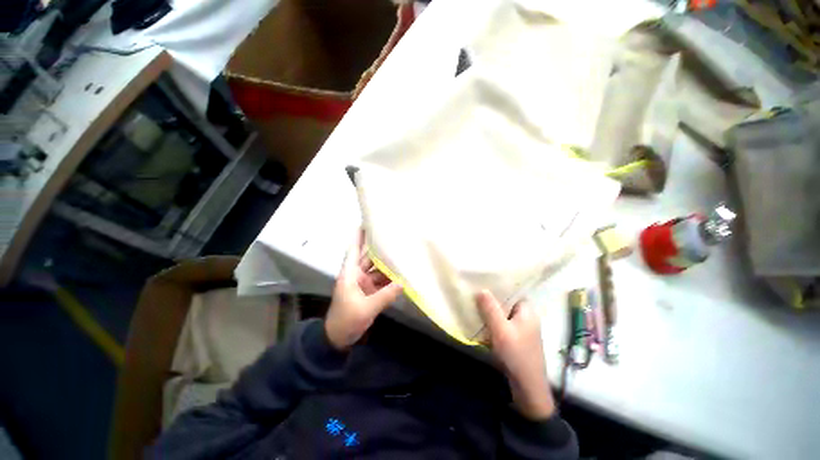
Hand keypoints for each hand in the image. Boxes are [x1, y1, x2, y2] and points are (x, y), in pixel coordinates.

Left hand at [325, 229, 402, 350]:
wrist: (339, 339)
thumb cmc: (346, 321)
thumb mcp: (366, 308)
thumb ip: (385, 296)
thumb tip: (404, 283)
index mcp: (350, 274)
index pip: (354, 250)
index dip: (358, 237)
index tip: (366, 223)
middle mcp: (357, 275)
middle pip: (368, 257)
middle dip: (379, 247)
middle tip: (392, 236)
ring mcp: (364, 283)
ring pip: (377, 269)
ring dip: (387, 263)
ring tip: (401, 252)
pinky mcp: (370, 292)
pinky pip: (382, 281)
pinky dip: (390, 277)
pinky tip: (401, 272)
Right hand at [476, 290, 555, 419]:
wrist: (527, 386)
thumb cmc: (516, 354)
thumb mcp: (501, 330)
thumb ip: (491, 309)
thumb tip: (482, 289)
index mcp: (527, 311)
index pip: (513, 291)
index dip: (498, 285)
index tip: (483, 280)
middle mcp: (526, 317)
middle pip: (507, 302)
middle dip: (491, 298)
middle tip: (475, 291)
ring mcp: (522, 328)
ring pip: (504, 313)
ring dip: (491, 310)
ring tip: (475, 302)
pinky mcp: (517, 338)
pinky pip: (503, 323)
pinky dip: (493, 321)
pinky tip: (481, 320)